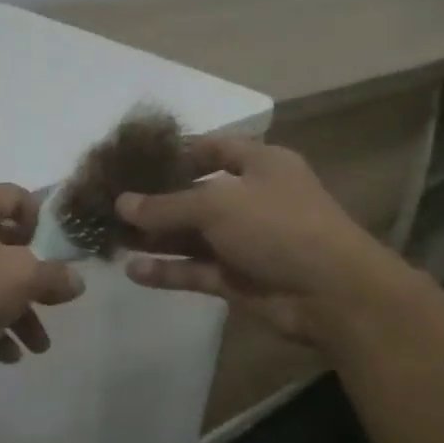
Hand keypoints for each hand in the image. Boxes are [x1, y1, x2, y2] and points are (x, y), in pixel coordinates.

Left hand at [0, 184, 83, 372]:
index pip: (16, 196)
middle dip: (35, 281)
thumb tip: (74, 281)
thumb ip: (54, 275)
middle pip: (7, 245)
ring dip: (19, 312)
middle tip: (55, 305)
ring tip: (38, 346)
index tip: (56, 255)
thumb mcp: (20, 277)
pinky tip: (6, 355)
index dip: (42, 223)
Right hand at [118, 139, 398, 343]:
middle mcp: (251, 199)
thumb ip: (165, 204)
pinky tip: (133, 272)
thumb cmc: (278, 226)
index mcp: (260, 165)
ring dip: (155, 237)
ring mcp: (244, 241)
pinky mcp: (237, 278)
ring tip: (112, 237)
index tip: (136, 160)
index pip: (214, 148)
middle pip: (194, 194)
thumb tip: (120, 203)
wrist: (332, 294)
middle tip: (111, 204)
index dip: (177, 152)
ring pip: (190, 235)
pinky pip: (194, 269)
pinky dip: (167, 270)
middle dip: (155, 200)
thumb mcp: (217, 204)